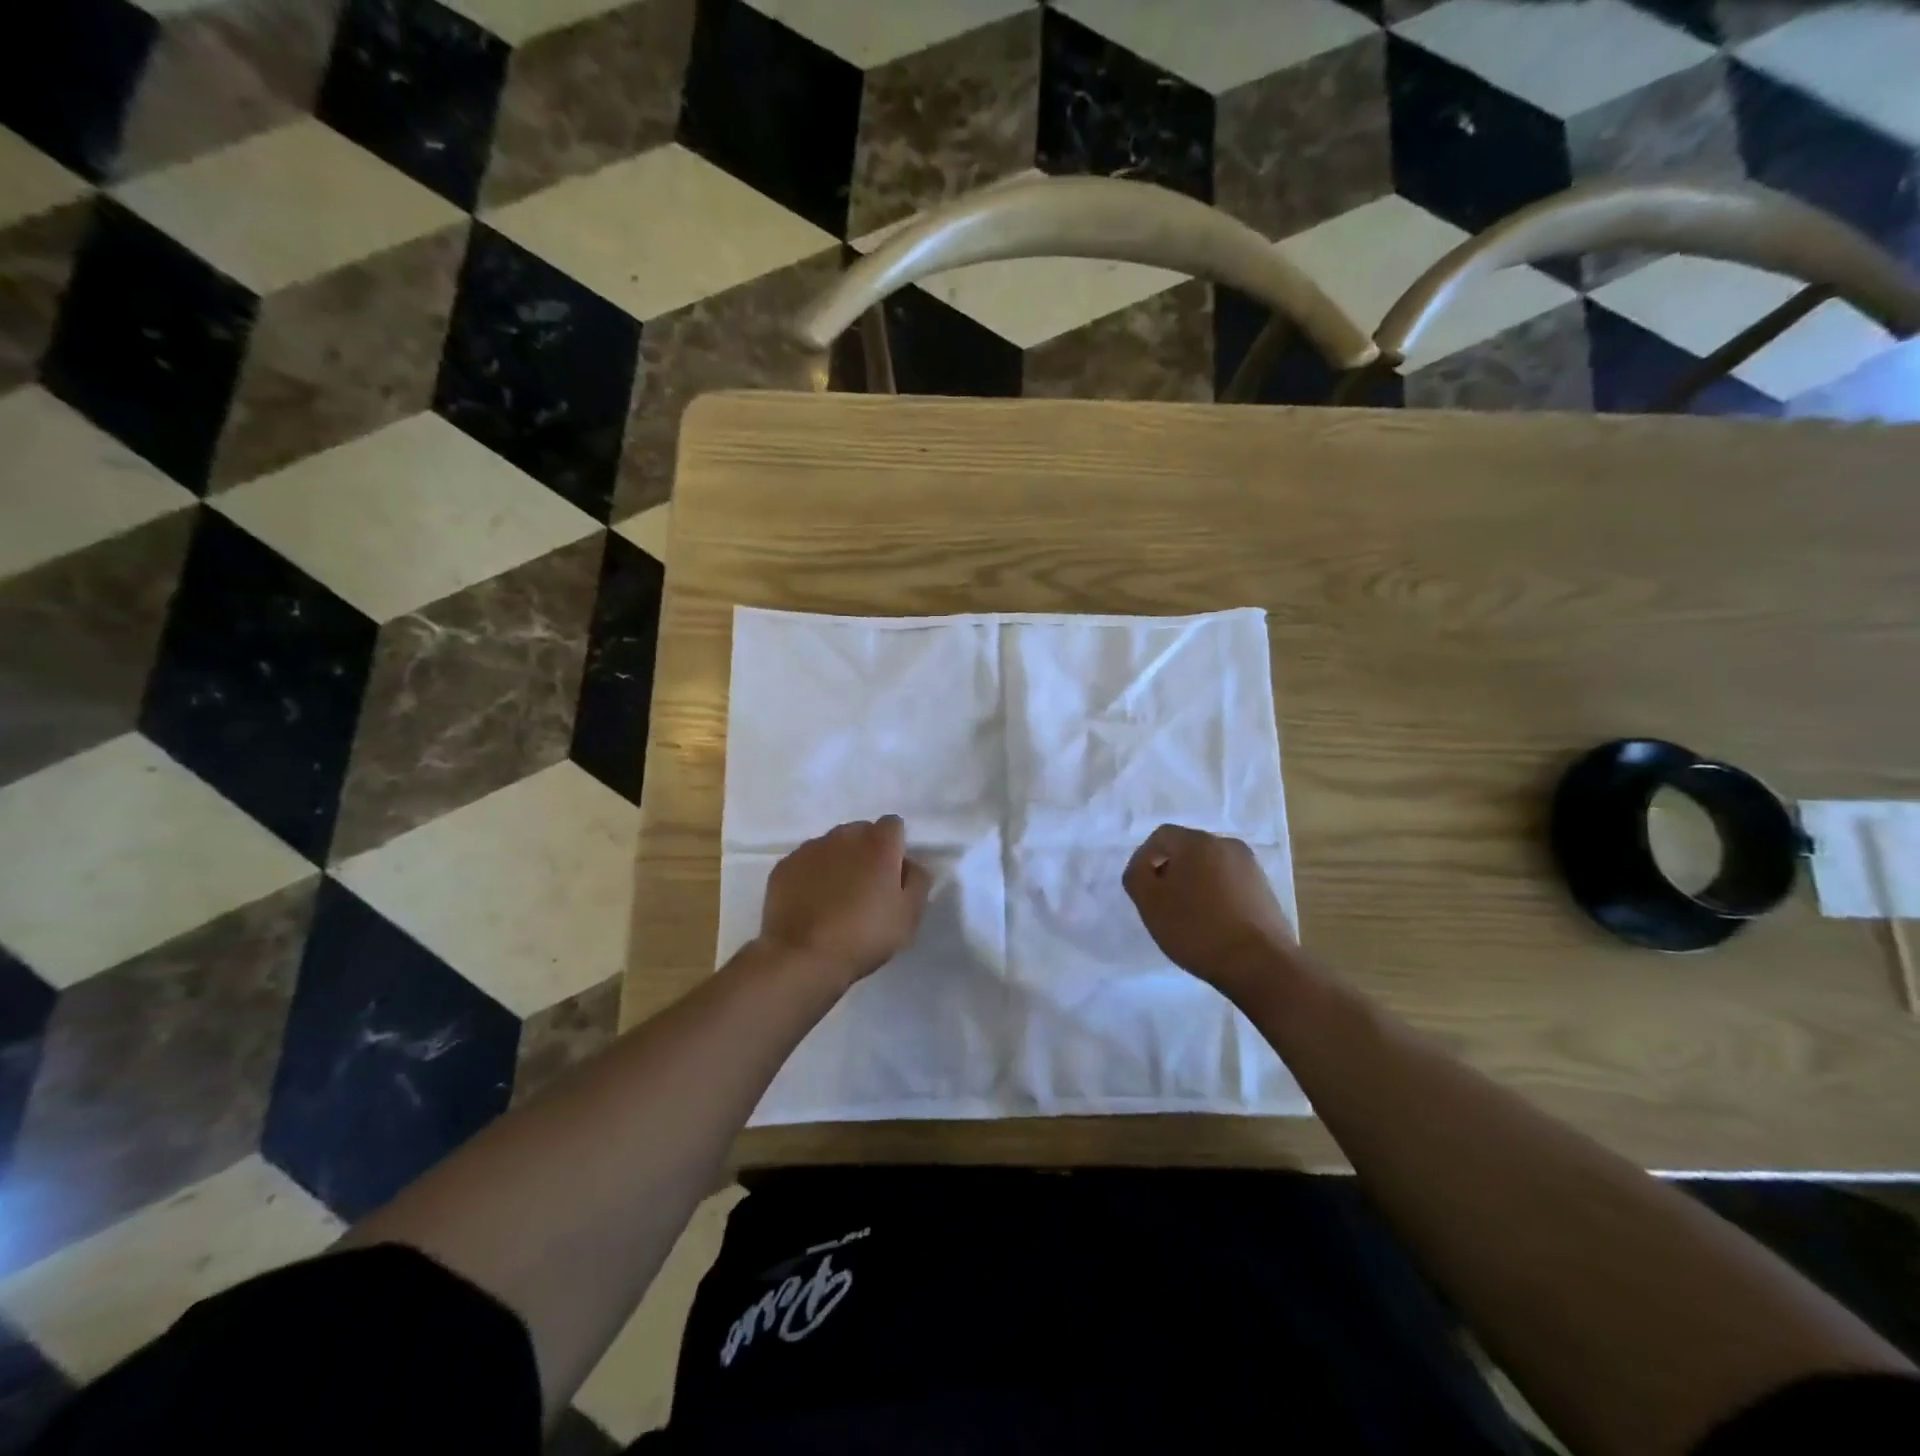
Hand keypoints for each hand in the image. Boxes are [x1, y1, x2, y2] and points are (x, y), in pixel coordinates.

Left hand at [758, 816, 931, 987]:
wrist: (802, 957)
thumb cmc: (864, 935)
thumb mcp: (909, 915)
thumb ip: (918, 881)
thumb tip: (911, 864)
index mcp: (878, 844)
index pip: (893, 825)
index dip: (896, 847)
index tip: (894, 874)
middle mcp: (843, 836)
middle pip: (861, 832)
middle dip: (866, 851)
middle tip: (866, 887)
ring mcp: (810, 849)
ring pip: (831, 845)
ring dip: (838, 861)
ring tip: (836, 897)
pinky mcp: (784, 866)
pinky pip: (806, 862)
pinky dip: (811, 875)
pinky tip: (811, 902)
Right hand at [1123, 824, 1298, 998]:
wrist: (1260, 964)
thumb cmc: (1197, 928)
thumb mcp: (1150, 903)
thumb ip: (1136, 876)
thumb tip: (1143, 867)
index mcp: (1197, 841)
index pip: (1161, 837)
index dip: (1144, 859)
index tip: (1141, 889)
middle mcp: (1227, 845)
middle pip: (1187, 850)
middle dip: (1170, 872)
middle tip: (1161, 903)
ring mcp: (1251, 867)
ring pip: (1210, 868)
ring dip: (1194, 885)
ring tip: (1187, 916)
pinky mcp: (1265, 891)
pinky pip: (1230, 884)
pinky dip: (1216, 897)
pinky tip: (1212, 924)